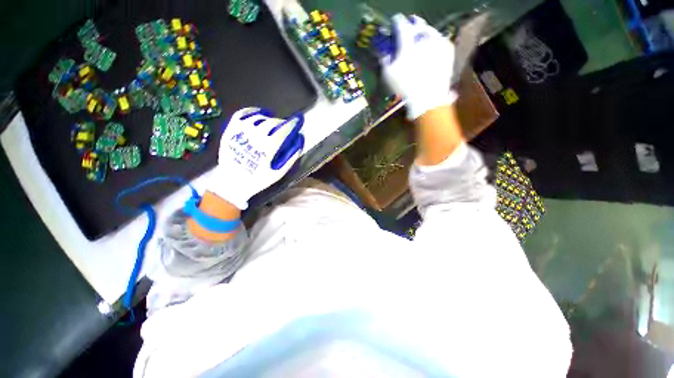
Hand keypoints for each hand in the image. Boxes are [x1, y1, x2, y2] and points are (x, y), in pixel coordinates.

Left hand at [211, 107, 303, 209]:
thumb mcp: (279, 173)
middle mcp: (254, 136)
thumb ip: (291, 157)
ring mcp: (240, 132)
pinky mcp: (230, 130)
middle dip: (282, 123)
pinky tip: (259, 113)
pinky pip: (241, 114)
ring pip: (259, 117)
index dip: (292, 124)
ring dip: (269, 119)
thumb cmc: (258, 180)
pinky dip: (252, 111)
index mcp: (267, 147)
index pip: (283, 130)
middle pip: (272, 122)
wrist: (233, 184)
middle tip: (286, 127)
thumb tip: (299, 141)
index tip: (298, 120)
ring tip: (274, 123)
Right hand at [381, 14, 456, 119]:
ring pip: (430, 29)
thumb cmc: (405, 88)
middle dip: (412, 23)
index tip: (395, 21)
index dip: (397, 21)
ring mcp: (437, 42)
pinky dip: (435, 39)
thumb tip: (383, 52)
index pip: (401, 25)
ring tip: (422, 35)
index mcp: (408, 43)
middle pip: (418, 24)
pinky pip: (441, 38)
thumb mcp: (389, 76)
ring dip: (424, 30)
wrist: (428, 98)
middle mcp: (423, 38)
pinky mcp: (447, 49)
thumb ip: (385, 61)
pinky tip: (433, 44)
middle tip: (410, 26)